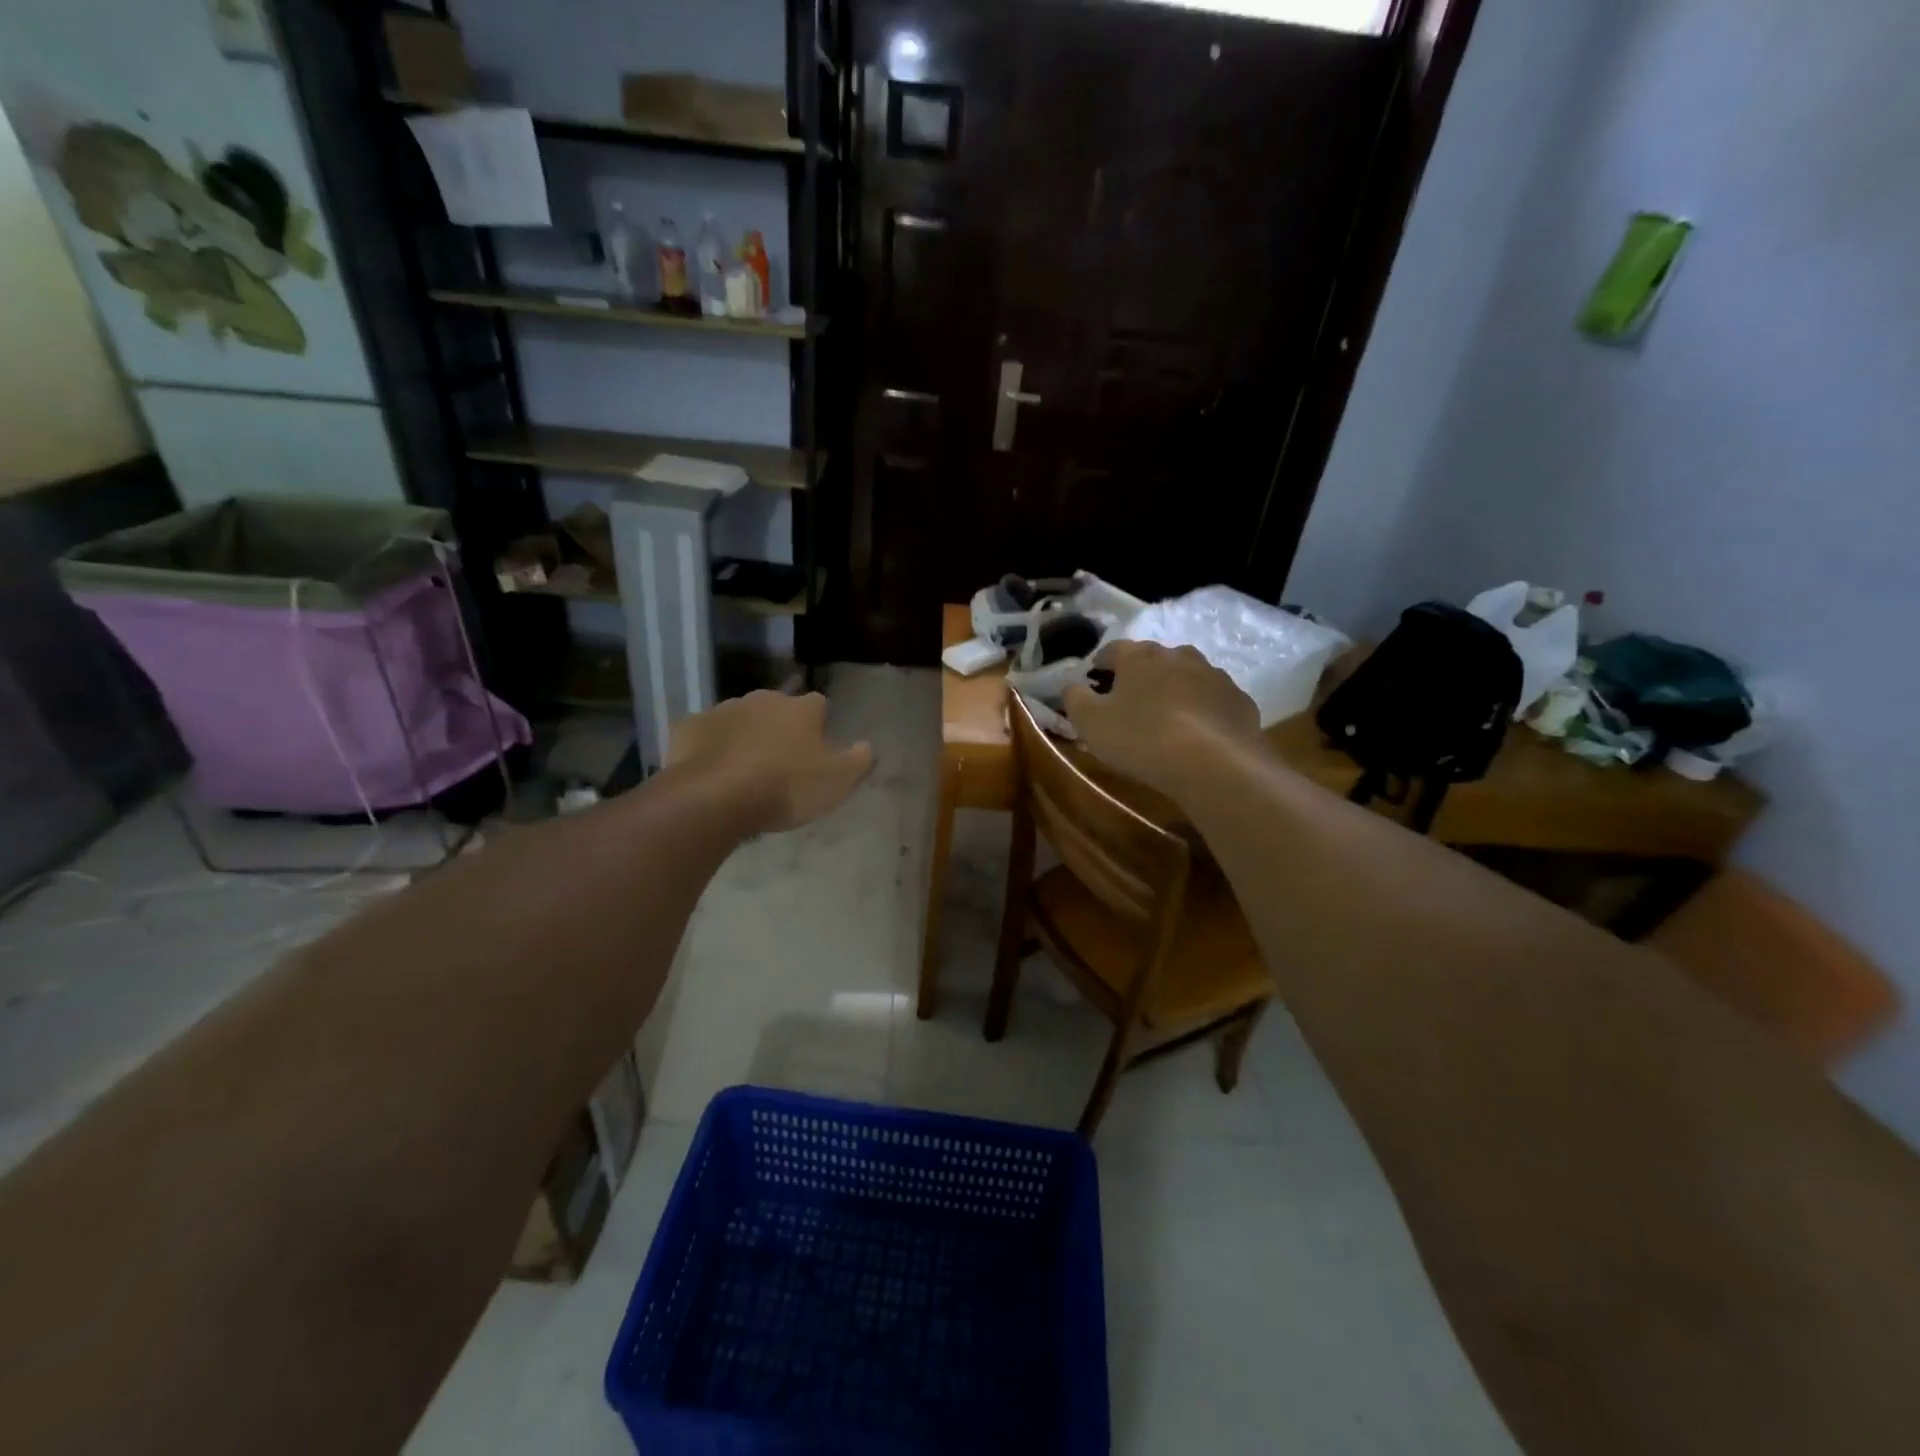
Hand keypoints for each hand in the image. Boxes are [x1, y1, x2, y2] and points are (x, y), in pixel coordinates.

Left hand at [665, 691, 873, 831]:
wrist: (714, 797)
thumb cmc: (785, 788)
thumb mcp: (838, 782)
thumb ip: (859, 760)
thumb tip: (867, 745)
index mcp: (801, 709)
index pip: (819, 705)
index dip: (820, 725)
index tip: (817, 748)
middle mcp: (763, 699)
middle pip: (777, 708)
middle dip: (780, 727)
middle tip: (781, 761)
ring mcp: (723, 710)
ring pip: (740, 718)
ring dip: (745, 736)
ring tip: (745, 769)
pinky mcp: (688, 727)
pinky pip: (705, 734)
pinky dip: (710, 747)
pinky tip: (712, 771)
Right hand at [1063, 641, 1261, 799]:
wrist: (1215, 765)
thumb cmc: (1142, 738)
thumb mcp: (1091, 722)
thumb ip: (1075, 698)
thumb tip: (1072, 685)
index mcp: (1140, 655)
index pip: (1113, 650)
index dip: (1100, 665)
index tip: (1093, 682)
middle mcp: (1179, 655)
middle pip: (1153, 660)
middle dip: (1140, 677)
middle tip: (1129, 704)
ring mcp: (1215, 676)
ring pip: (1186, 677)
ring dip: (1174, 691)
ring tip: (1166, 719)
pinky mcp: (1240, 701)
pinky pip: (1213, 701)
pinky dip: (1202, 711)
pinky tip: (1197, 735)